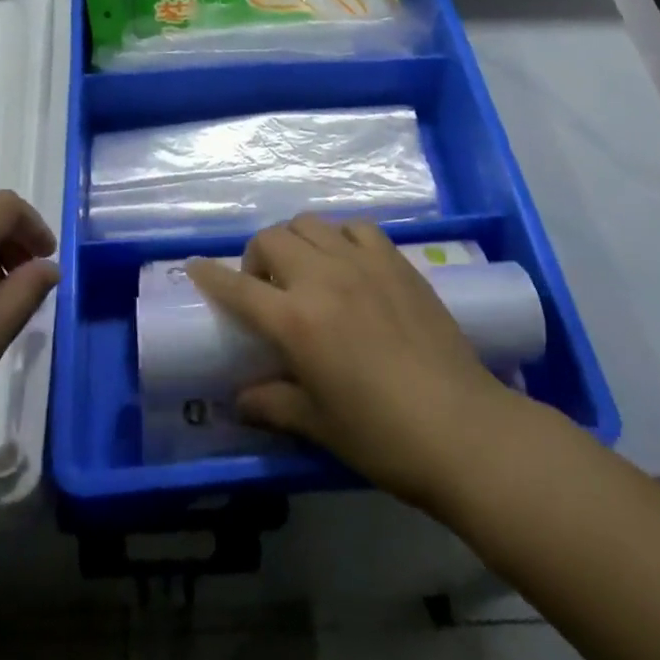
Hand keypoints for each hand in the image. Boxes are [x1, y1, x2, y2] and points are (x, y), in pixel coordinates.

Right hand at [189, 215, 519, 510]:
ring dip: (295, 241)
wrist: (463, 428)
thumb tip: (239, 400)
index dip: (210, 276)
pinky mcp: (395, 261)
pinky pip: (355, 227)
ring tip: (305, 271)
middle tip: (266, 289)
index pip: (237, 287)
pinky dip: (339, 237)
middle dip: (256, 257)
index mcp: (296, 321)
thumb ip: (272, 404)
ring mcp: (362, 263)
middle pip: (271, 239)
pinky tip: (347, 262)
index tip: (195, 267)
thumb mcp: (318, 425)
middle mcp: (322, 278)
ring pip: (310, 224)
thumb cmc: (382, 436)